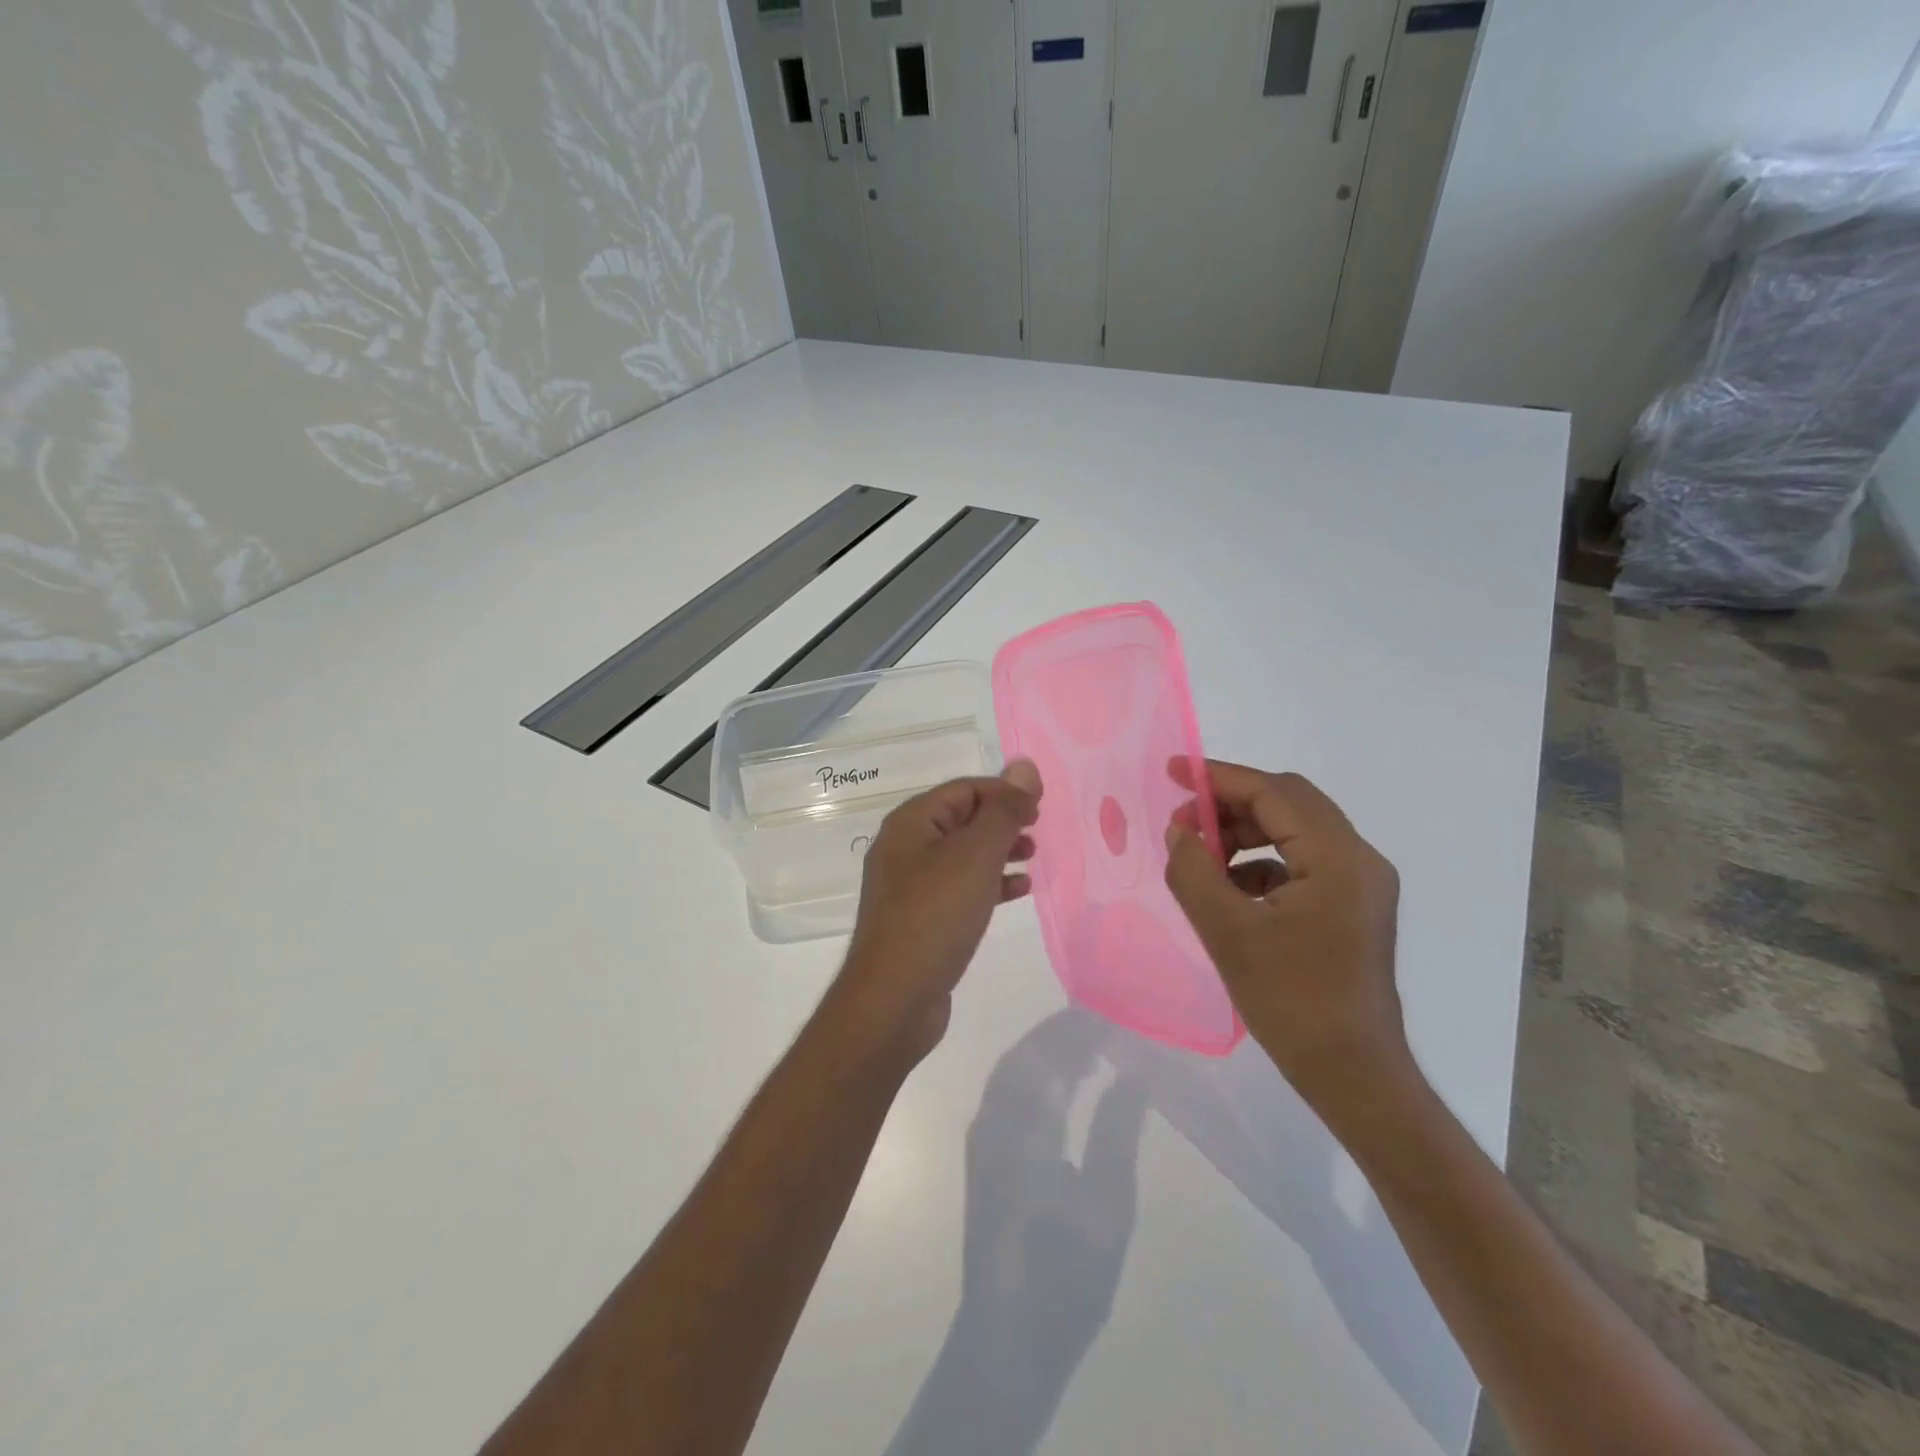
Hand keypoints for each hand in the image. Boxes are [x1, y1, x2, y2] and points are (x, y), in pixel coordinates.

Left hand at [835, 761, 1042, 1060]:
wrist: (894, 999)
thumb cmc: (935, 915)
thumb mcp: (976, 856)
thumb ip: (1003, 810)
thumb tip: (1025, 766)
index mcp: (910, 823)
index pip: (964, 789)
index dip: (1003, 792)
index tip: (1040, 808)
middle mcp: (905, 848)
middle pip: (962, 819)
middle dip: (1002, 820)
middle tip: (1037, 830)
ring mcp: (910, 886)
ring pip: (963, 854)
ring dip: (998, 851)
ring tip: (1033, 858)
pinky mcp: (920, 919)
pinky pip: (960, 887)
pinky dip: (989, 883)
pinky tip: (1017, 891)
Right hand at [1163, 761, 1404, 1110]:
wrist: (1353, 1075)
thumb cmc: (1291, 1002)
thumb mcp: (1227, 932)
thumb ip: (1193, 871)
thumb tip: (1179, 830)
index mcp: (1339, 859)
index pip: (1275, 792)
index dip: (1220, 777)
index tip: (1173, 772)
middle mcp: (1359, 860)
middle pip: (1289, 803)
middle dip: (1230, 804)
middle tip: (1183, 820)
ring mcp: (1360, 884)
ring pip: (1294, 830)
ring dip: (1244, 832)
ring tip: (1201, 854)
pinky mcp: (1351, 906)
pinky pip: (1301, 862)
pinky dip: (1260, 862)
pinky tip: (1228, 888)